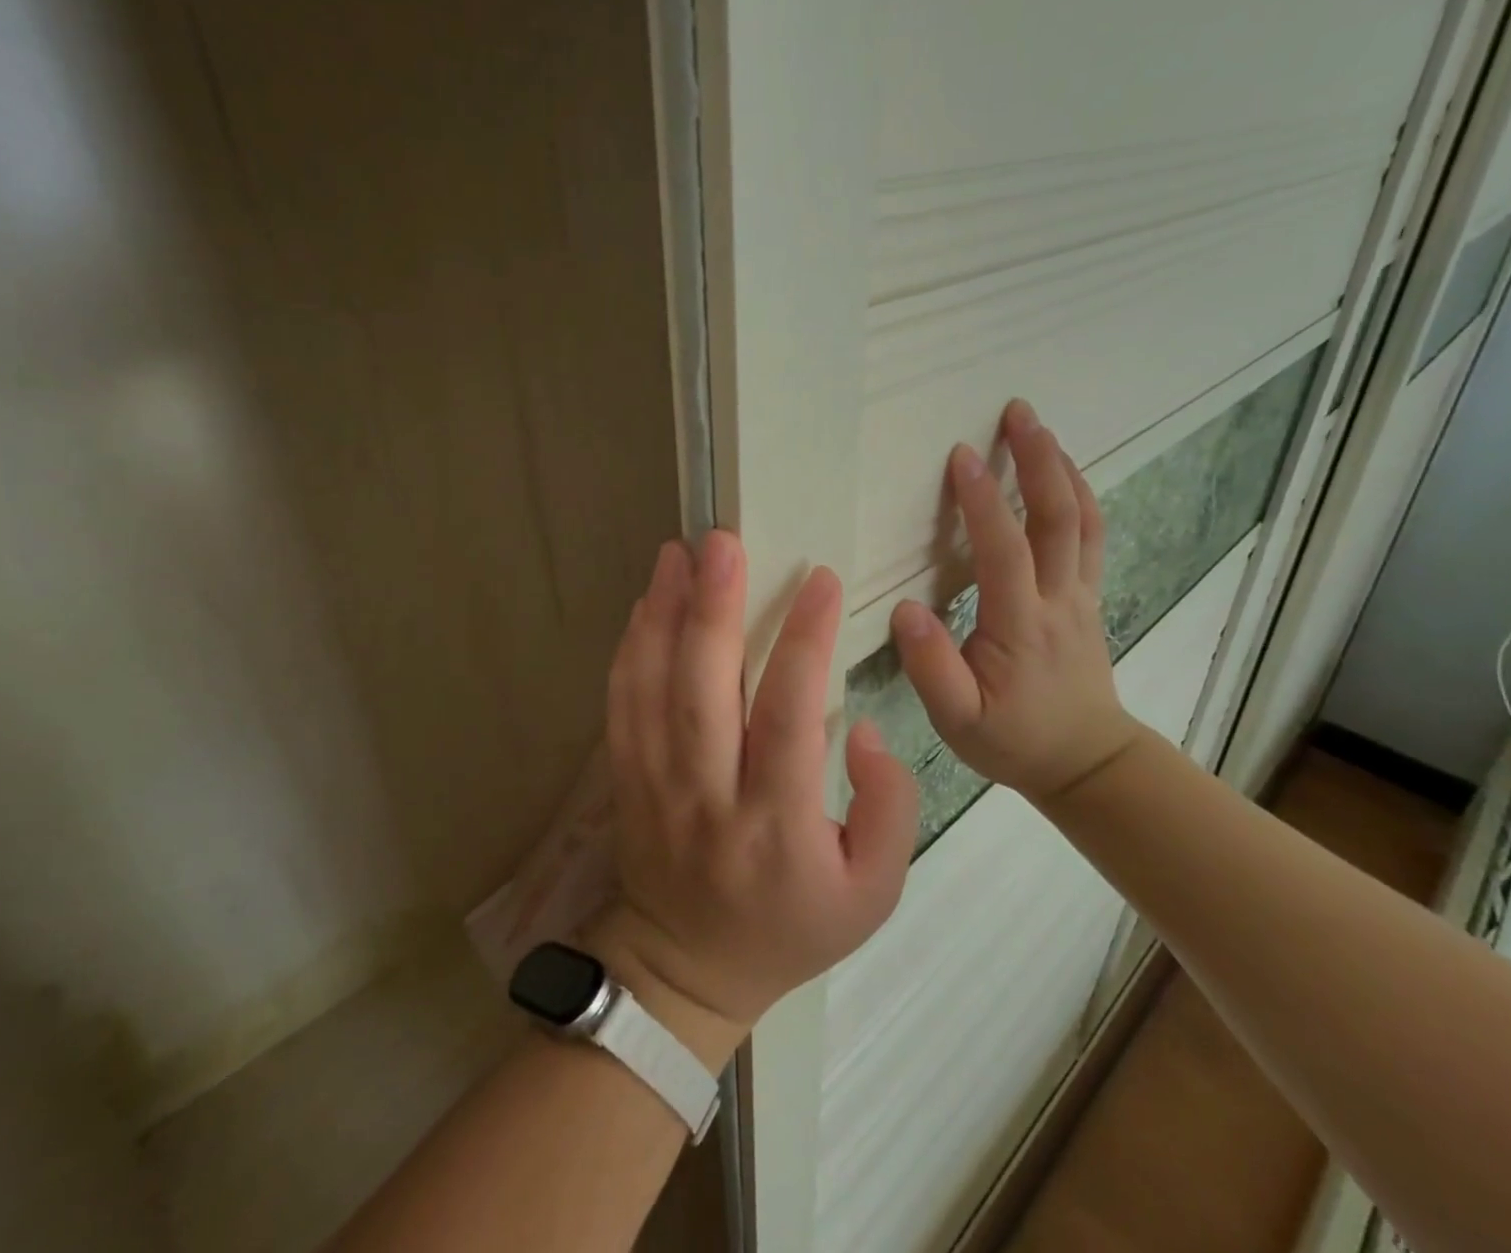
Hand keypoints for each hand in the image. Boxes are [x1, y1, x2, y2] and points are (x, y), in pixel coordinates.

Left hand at [588, 531, 918, 1064]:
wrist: (687, 969)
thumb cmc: (791, 927)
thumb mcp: (874, 892)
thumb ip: (889, 808)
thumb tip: (865, 731)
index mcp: (777, 823)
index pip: (789, 715)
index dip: (806, 641)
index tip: (821, 580)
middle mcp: (709, 795)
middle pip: (704, 689)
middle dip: (714, 607)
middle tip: (722, 542)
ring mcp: (656, 784)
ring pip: (652, 687)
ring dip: (662, 613)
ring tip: (676, 552)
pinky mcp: (626, 778)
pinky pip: (621, 704)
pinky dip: (631, 647)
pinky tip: (645, 603)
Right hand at [891, 399, 1140, 804]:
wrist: (1086, 763)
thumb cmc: (1013, 740)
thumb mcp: (958, 719)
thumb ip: (930, 666)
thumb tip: (905, 609)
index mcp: (1020, 625)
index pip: (1004, 550)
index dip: (983, 501)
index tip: (962, 455)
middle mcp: (1058, 600)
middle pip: (1058, 518)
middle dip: (1039, 460)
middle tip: (1019, 412)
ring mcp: (1080, 596)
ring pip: (1082, 521)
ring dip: (1063, 469)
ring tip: (1041, 429)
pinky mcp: (1087, 599)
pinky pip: (1090, 537)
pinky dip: (1079, 497)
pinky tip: (1064, 475)